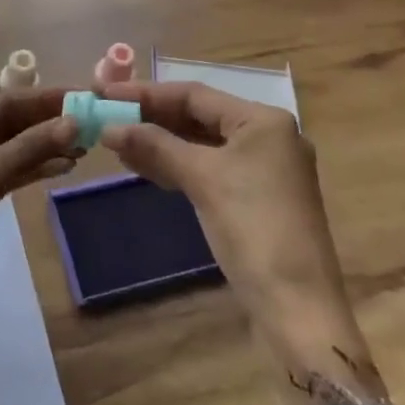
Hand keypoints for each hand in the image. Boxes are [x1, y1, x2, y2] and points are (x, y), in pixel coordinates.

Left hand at [0, 87, 79, 370]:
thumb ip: (28, 147)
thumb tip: (72, 121)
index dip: (42, 98)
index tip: (82, 95)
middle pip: (4, 120)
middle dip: (45, 121)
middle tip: (90, 121)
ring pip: (7, 147)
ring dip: (42, 145)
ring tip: (84, 145)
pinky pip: (4, 171)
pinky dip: (30, 168)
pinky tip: (62, 167)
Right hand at [98, 81, 383, 399]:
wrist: (298, 311)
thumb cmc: (253, 229)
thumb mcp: (202, 179)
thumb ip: (155, 145)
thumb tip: (109, 127)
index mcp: (263, 120)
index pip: (194, 94)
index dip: (146, 93)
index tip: (105, 93)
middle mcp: (268, 136)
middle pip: (198, 116)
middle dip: (152, 118)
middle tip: (108, 116)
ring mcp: (264, 170)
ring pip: (201, 144)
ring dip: (160, 143)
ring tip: (117, 143)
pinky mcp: (255, 199)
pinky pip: (209, 169)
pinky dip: (177, 166)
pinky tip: (144, 167)